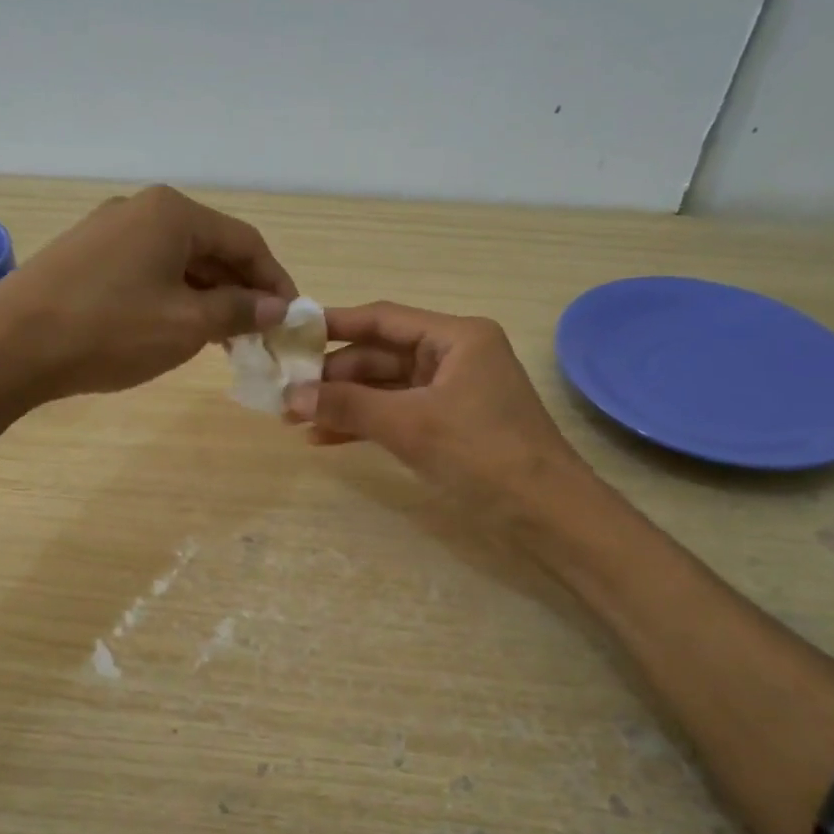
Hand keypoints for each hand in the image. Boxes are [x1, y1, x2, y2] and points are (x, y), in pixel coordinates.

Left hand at [0, 185, 295, 399]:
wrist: (11, 344)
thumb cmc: (111, 330)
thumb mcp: (187, 325)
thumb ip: (239, 311)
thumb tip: (275, 307)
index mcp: (174, 213)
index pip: (246, 242)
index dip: (275, 281)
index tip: (291, 319)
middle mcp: (142, 209)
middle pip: (211, 247)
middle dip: (241, 290)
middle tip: (259, 333)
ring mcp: (108, 230)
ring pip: (178, 261)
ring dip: (208, 296)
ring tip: (223, 338)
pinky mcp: (85, 256)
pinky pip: (147, 271)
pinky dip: (173, 297)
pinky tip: (176, 328)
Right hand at [286, 302, 587, 507]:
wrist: (545, 513)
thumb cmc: (482, 454)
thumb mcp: (410, 424)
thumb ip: (349, 405)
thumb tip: (291, 395)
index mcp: (457, 337)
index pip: (384, 319)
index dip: (335, 325)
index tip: (292, 333)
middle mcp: (455, 356)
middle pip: (381, 355)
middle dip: (335, 376)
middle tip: (287, 393)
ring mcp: (453, 393)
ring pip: (386, 388)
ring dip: (345, 403)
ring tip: (297, 420)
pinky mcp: (450, 426)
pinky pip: (397, 414)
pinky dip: (366, 424)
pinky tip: (327, 438)